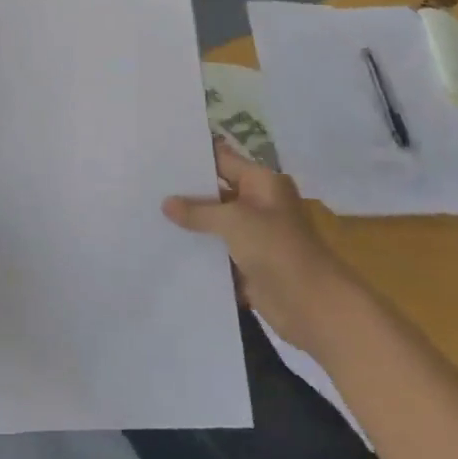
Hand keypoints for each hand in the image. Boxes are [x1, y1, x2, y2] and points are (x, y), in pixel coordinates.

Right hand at [163, 142, 360, 351]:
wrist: (311, 304)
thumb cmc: (277, 249)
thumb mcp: (234, 221)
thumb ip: (198, 211)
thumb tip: (166, 203)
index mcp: (263, 183)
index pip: (222, 160)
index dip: (194, 156)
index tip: (159, 154)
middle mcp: (258, 204)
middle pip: (216, 191)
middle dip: (185, 192)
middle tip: (145, 185)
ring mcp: (253, 235)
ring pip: (214, 223)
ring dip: (189, 224)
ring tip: (147, 213)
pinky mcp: (247, 264)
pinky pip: (216, 251)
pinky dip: (197, 250)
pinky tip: (165, 246)